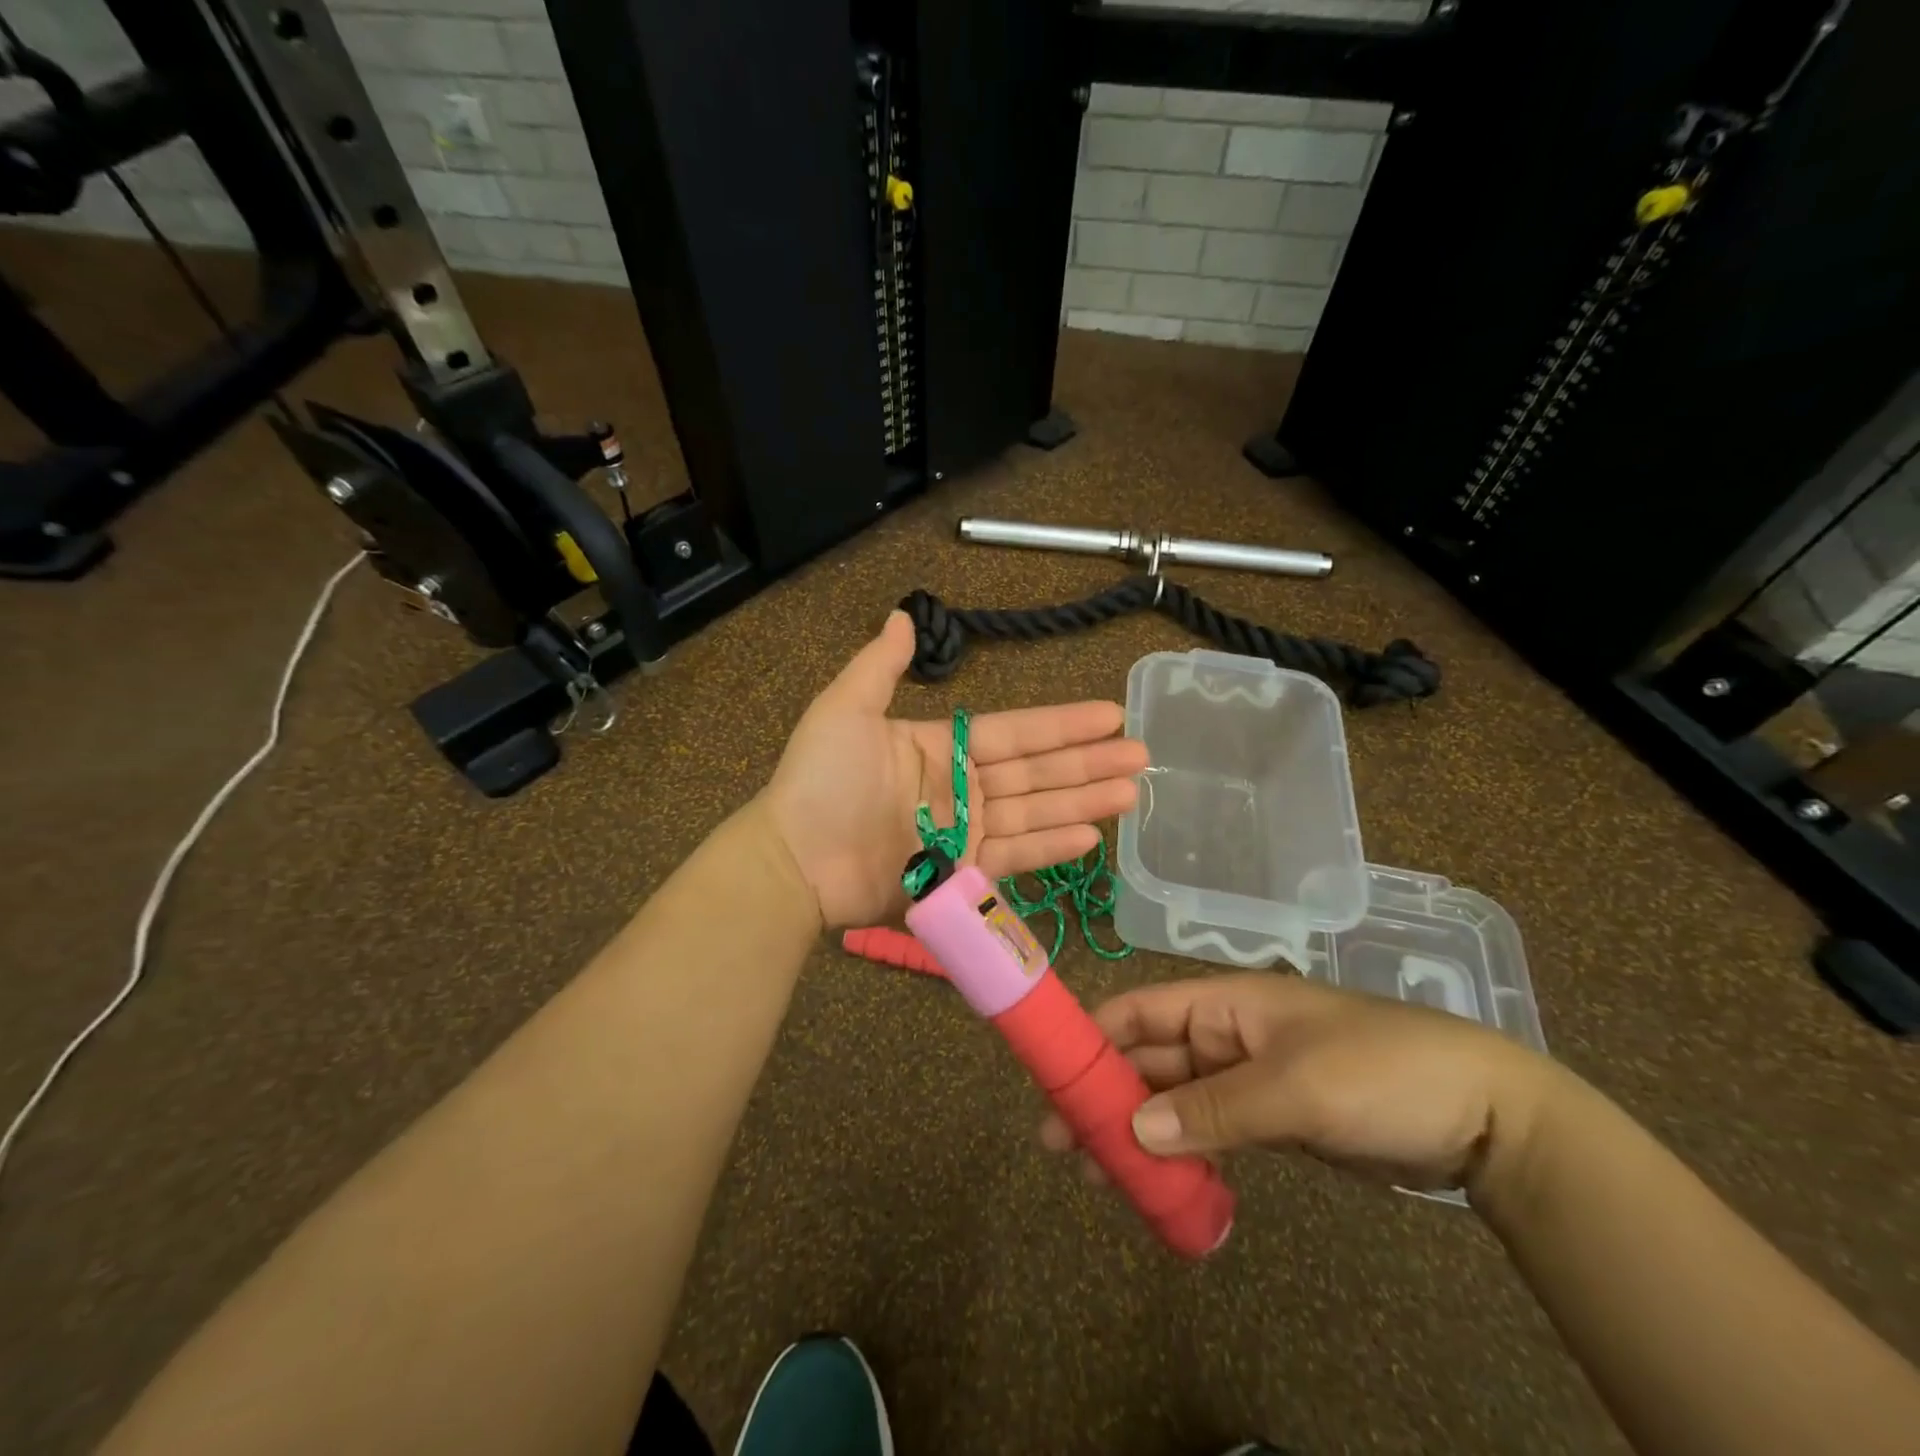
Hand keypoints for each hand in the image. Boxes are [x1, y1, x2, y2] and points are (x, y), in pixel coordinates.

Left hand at [760, 611, 1148, 928]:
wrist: (793, 858)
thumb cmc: (820, 780)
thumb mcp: (846, 709)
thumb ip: (880, 665)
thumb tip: (902, 616)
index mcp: (942, 746)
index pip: (1016, 731)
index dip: (1063, 723)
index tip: (1109, 713)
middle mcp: (961, 787)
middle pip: (1037, 772)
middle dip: (1089, 762)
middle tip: (1142, 753)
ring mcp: (964, 831)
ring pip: (1036, 812)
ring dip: (1083, 802)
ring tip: (1131, 792)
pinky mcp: (961, 871)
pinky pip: (1015, 856)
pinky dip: (1051, 847)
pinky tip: (1090, 837)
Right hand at [1040, 973, 1560, 1196]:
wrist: (1484, 1115)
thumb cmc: (1380, 1072)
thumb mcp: (1295, 1088)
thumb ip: (1213, 1109)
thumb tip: (1134, 1131)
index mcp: (1224, 1003)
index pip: (1141, 1010)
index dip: (1094, 1036)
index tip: (1053, 1076)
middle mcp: (1225, 1035)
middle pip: (1149, 1060)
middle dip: (1106, 1096)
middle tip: (1060, 1144)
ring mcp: (1247, 1079)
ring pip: (1174, 1101)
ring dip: (1137, 1132)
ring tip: (1096, 1176)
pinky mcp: (1270, 1121)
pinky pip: (1209, 1133)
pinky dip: (1182, 1156)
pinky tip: (1159, 1186)